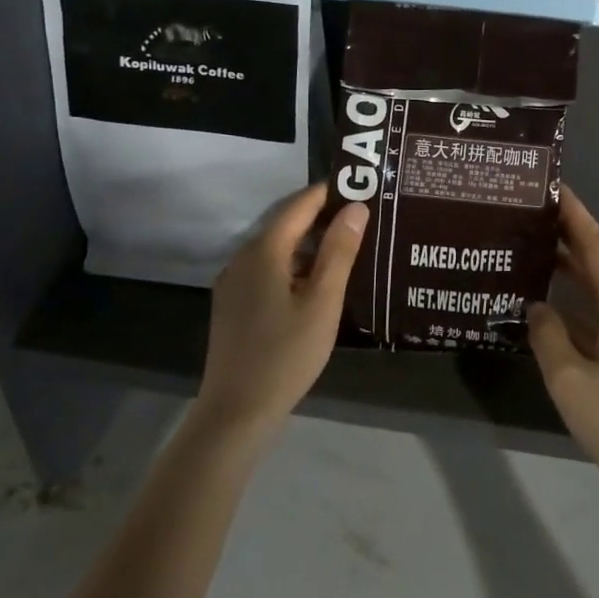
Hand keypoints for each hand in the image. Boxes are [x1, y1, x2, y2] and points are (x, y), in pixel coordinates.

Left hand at [192, 182, 368, 443]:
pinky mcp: (234, 304)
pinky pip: (268, 269)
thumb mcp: (323, 302)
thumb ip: (340, 251)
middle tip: (364, 217)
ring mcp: (235, 282)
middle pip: (286, 224)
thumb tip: (357, 208)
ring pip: (278, 248)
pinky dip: (295, 264)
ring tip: (349, 246)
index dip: (330, 192)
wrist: (236, 411)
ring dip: (311, 243)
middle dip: (323, 217)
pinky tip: (318, 282)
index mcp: (264, 251)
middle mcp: (243, 257)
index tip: (362, 186)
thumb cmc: (286, 354)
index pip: (299, 205)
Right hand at [528, 186, 598, 506]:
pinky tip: (559, 323)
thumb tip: (538, 309)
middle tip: (535, 225)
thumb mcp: (570, 381)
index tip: (557, 190)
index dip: (577, 217)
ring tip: (539, 266)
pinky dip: (585, 318)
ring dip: (576, 285)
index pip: (598, 249)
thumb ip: (549, 337)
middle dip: (572, 247)